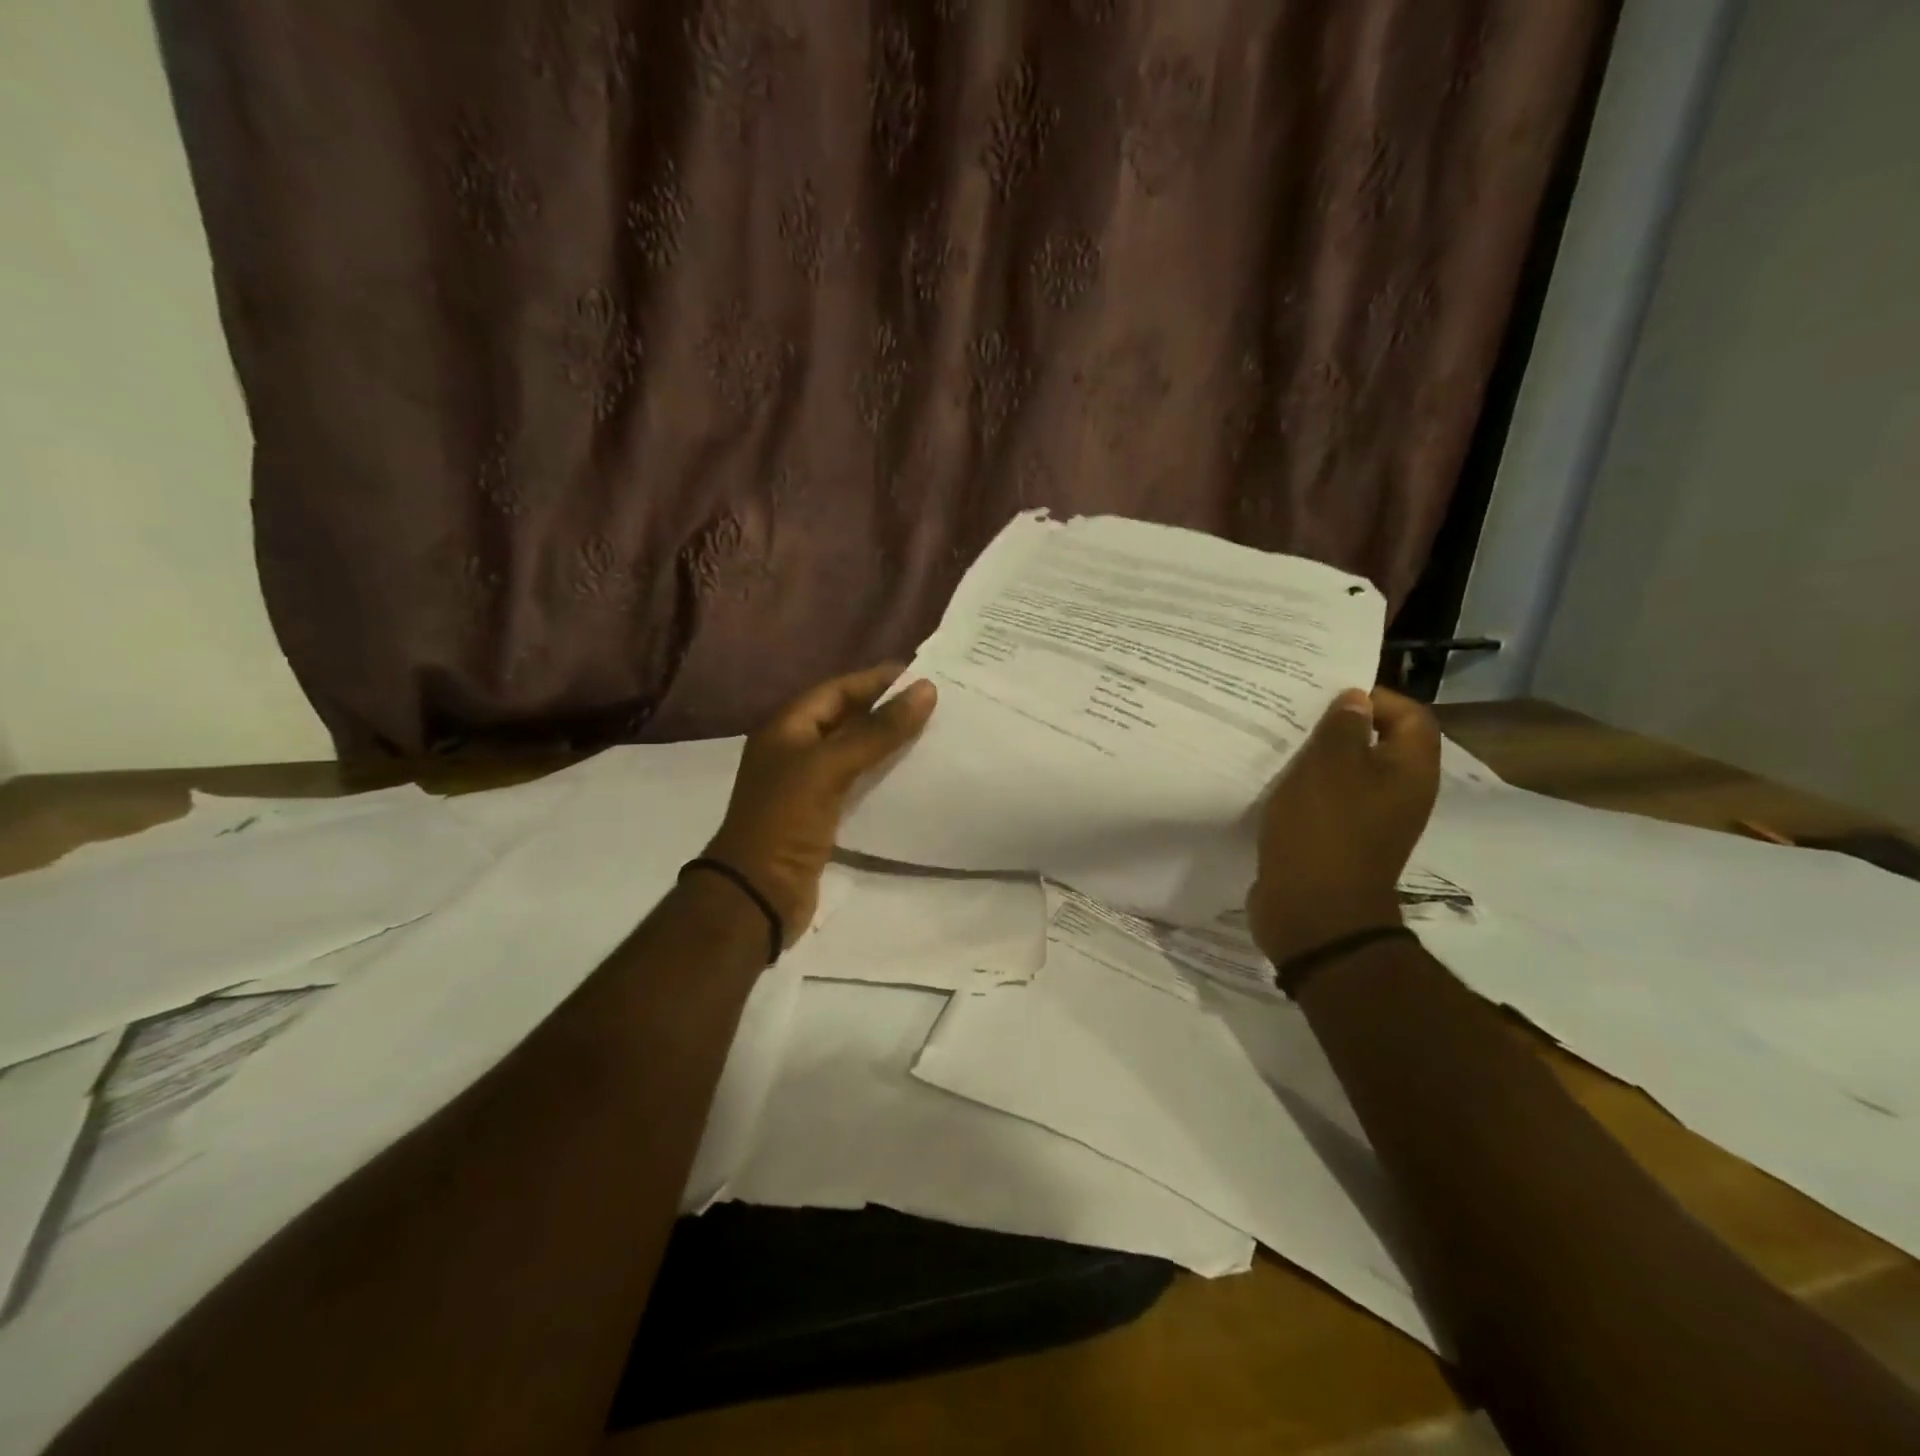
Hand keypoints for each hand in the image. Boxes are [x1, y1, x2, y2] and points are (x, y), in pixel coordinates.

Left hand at [704, 663, 936, 942]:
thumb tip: (925, 689)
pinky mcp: (820, 814)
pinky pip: (855, 782)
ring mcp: (805, 784)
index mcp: (786, 728)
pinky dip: (880, 774)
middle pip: (844, 718)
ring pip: (852, 751)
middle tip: (931, 704)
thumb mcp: (830, 766)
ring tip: (929, 734)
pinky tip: (909, 775)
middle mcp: (793, 750)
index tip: (919, 675)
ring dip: (885, 742)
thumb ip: (877, 730)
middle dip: (884, 709)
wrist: (758, 892)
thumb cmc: (786, 819)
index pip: (835, 690)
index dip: (874, 680)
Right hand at [1246, 686, 1440, 965]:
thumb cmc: (1324, 832)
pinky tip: (1274, 784)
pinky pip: (1327, 802)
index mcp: (1409, 771)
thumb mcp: (1329, 767)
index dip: (1374, 697)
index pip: (1410, 715)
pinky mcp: (1339, 841)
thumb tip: (1355, 700)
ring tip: (1278, 745)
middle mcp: (1399, 794)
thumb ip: (1342, 727)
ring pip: (1347, 773)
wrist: (1312, 913)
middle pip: (1377, 743)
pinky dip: (1305, 789)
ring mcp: (1370, 821)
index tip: (1327, 695)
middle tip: (1295, 715)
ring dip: (1317, 758)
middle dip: (1337, 726)